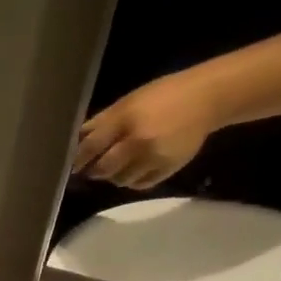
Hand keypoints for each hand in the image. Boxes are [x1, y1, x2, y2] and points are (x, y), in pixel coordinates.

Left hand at [73, 69, 220, 188]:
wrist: (207, 98)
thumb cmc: (163, 95)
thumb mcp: (129, 101)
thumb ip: (102, 121)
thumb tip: (77, 139)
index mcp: (126, 119)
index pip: (92, 146)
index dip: (79, 159)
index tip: (74, 165)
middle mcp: (138, 141)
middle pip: (103, 169)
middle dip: (96, 170)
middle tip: (96, 167)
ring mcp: (153, 158)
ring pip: (120, 180)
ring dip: (116, 175)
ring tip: (121, 164)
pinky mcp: (166, 169)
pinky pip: (140, 185)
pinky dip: (134, 180)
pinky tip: (137, 168)